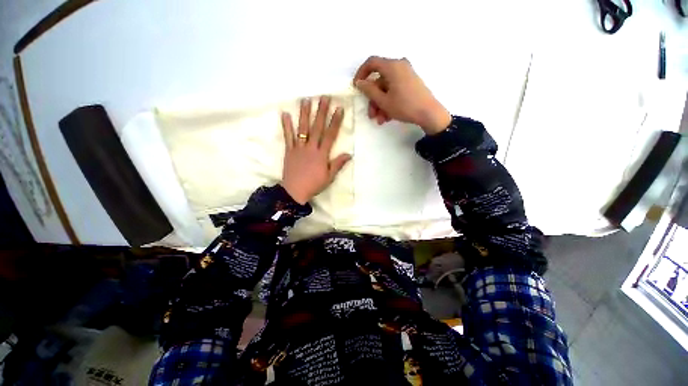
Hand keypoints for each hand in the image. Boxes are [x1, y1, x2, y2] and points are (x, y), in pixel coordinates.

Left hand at [280, 96, 351, 204]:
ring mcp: (299, 148)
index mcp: (322, 154)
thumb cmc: (314, 185)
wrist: (294, 191)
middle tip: (324, 97)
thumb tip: (349, 154)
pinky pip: (288, 137)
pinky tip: (285, 114)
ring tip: (306, 100)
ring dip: (304, 114)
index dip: (335, 122)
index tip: (339, 109)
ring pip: (302, 128)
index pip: (330, 135)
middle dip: (321, 112)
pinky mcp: (289, 151)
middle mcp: (311, 148)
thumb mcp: (329, 177)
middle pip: (317, 127)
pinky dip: (286, 126)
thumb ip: (338, 164)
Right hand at [353, 56, 450, 134]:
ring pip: (386, 89)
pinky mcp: (410, 83)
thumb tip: (360, 82)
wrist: (429, 113)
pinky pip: (395, 91)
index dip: (361, 73)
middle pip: (379, 81)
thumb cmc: (405, 106)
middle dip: (373, 99)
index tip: (356, 87)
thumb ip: (369, 90)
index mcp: (392, 66)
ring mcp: (406, 75)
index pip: (372, 62)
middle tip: (371, 115)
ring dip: (381, 105)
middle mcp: (399, 66)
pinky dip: (389, 102)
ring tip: (380, 120)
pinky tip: (387, 117)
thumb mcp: (383, 101)